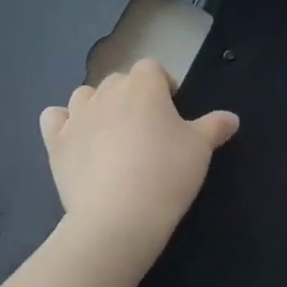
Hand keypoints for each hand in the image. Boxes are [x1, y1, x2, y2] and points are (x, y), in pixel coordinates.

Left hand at [41, 60, 238, 266]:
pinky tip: (74, 141)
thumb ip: (215, 127)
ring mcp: (77, 115)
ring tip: (111, 136)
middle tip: (147, 130)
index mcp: (143, 84)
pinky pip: (54, 119)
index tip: (172, 111)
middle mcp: (107, 91)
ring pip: (85, 96)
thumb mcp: (200, 150)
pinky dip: (62, 124)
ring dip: (97, 107)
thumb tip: (232, 117)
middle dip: (132, 97)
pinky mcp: (56, 142)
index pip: (152, 68)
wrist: (118, 218)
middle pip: (119, 81)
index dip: (163, 85)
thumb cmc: (166, 174)